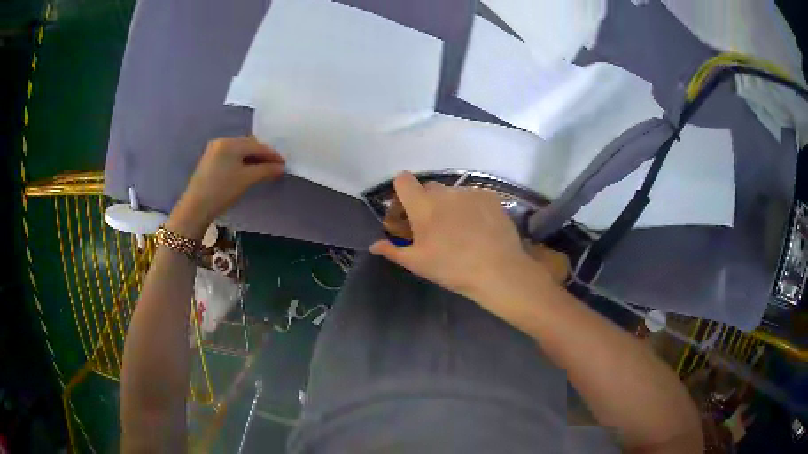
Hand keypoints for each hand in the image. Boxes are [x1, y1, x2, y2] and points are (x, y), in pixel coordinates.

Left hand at [167, 137, 284, 238]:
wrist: (196, 207)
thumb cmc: (222, 191)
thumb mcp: (247, 180)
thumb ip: (265, 170)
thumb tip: (281, 167)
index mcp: (231, 142)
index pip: (257, 145)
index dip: (272, 154)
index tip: (284, 163)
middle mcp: (222, 141)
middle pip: (248, 145)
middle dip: (262, 155)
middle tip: (275, 166)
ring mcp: (214, 150)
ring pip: (239, 150)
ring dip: (252, 158)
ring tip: (263, 169)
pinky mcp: (210, 160)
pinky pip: (231, 155)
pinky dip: (241, 161)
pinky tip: (247, 170)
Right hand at [370, 172, 550, 302]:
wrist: (497, 270)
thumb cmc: (452, 268)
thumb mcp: (418, 263)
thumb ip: (392, 251)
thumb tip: (373, 245)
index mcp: (422, 205)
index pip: (403, 180)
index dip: (401, 192)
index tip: (406, 212)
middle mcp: (444, 191)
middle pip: (428, 187)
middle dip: (426, 202)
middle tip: (433, 226)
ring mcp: (469, 191)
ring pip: (452, 193)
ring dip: (450, 205)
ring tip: (460, 229)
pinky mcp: (490, 196)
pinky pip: (473, 196)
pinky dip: (471, 207)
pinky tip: (479, 227)